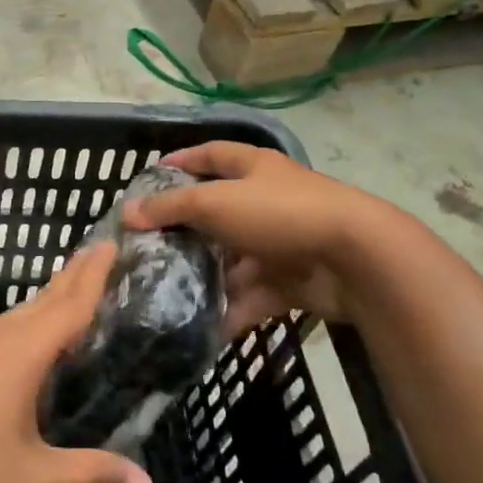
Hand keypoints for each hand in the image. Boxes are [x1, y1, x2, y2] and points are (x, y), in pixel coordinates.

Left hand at [0, 243, 153, 482]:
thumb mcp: (36, 480)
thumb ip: (93, 474)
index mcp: (24, 352)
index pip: (71, 304)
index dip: (95, 275)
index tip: (112, 242)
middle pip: (45, 298)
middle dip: (74, 275)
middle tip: (100, 251)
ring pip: (21, 312)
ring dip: (49, 297)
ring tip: (71, 288)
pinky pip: (3, 328)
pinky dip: (28, 320)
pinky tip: (26, 338)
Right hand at [124, 141, 388, 337]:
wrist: (355, 257)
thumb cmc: (279, 214)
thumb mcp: (215, 203)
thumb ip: (170, 207)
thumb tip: (128, 212)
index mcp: (253, 168)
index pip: (212, 154)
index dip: (183, 160)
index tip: (152, 174)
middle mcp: (267, 200)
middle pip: (219, 211)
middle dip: (186, 230)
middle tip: (149, 248)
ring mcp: (282, 241)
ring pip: (234, 258)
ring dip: (207, 276)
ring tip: (167, 295)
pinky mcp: (294, 279)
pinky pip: (254, 294)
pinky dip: (232, 309)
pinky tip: (203, 327)